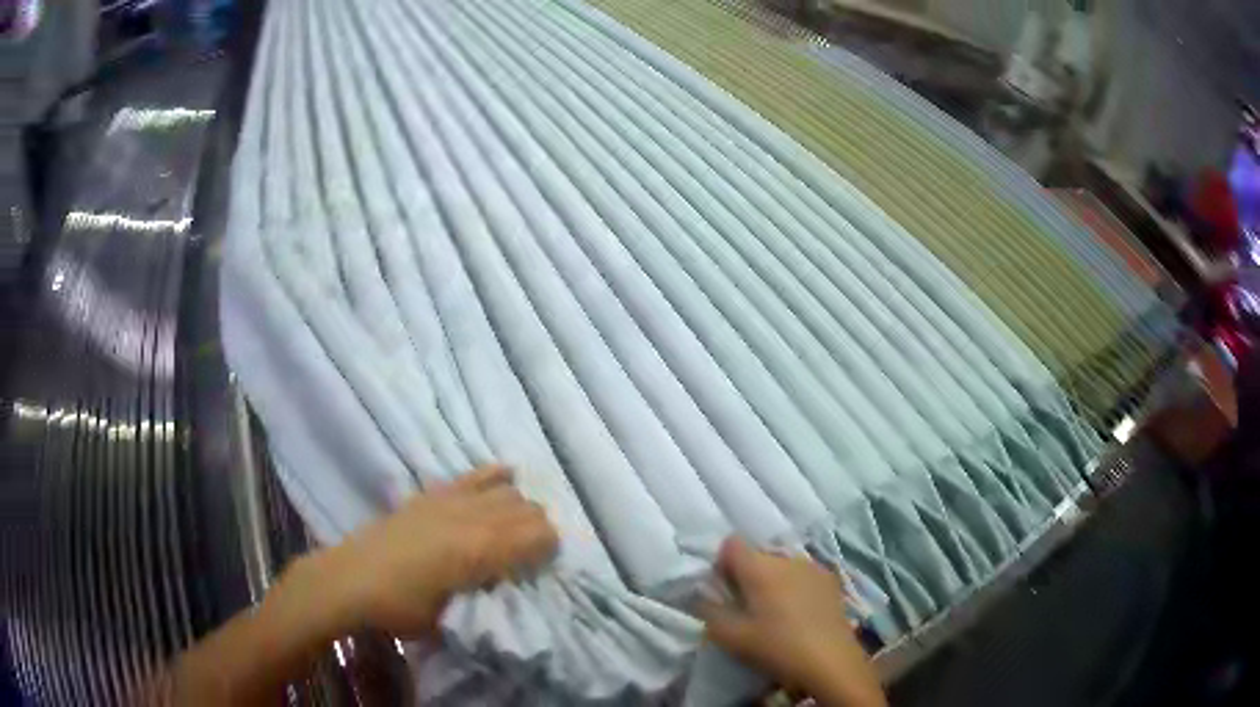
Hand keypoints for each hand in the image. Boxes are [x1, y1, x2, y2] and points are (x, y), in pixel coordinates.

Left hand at [314, 464, 558, 637]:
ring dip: (520, 509)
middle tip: (530, 556)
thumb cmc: (401, 608)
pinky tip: (507, 478)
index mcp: (480, 551)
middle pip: (528, 509)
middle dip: (539, 531)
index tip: (544, 569)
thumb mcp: (451, 619)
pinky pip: (474, 476)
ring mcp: (451, 500)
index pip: (540, 536)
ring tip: (513, 530)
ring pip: (507, 491)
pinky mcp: (432, 494)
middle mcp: (472, 518)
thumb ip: (485, 598)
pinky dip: (495, 477)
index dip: (551, 551)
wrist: (350, 580)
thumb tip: (505, 585)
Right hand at [699, 538, 886, 706]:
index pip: (731, 544)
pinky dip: (794, 586)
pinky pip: (802, 574)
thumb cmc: (776, 647)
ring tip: (774, 612)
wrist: (831, 661)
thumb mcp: (731, 637)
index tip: (724, 590)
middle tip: (746, 606)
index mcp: (760, 567)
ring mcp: (813, 567)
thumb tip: (700, 596)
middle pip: (757, 555)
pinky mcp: (831, 580)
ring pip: (781, 565)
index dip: (722, 564)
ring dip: (772, 581)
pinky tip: (798, 613)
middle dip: (747, 575)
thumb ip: (709, 611)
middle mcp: (787, 558)